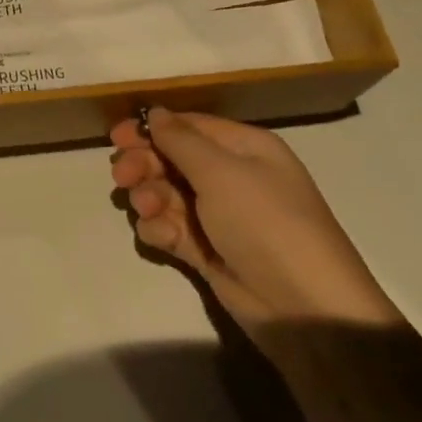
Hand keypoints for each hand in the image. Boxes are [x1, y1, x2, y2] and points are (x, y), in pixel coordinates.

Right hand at [111, 109, 401, 332]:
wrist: (303, 308)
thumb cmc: (266, 223)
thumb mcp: (222, 172)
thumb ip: (181, 140)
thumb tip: (156, 112)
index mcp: (243, 148)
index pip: (189, 126)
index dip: (152, 129)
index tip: (117, 137)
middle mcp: (230, 176)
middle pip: (172, 159)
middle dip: (145, 164)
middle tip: (124, 177)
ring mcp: (217, 215)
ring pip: (165, 193)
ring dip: (149, 197)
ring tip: (148, 209)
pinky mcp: (206, 250)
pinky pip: (170, 228)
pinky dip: (159, 229)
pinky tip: (162, 237)